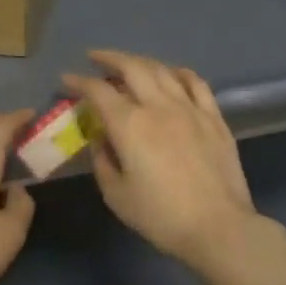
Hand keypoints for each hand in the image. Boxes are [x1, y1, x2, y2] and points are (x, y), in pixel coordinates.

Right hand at [63, 50, 279, 274]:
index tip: (67, 79)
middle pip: (132, 67)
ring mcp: (190, 108)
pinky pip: (196, 83)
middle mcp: (158, 106)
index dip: (79, 82)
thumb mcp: (116, 195)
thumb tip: (101, 138)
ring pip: (162, 70)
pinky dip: (179, 73)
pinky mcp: (214, 117)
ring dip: (141, 62)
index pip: (98, 91)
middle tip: (95, 58)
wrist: (218, 227)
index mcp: (130, 124)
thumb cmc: (161, 216)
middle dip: (109, 58)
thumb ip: (103, 160)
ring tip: (129, 64)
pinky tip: (172, 74)